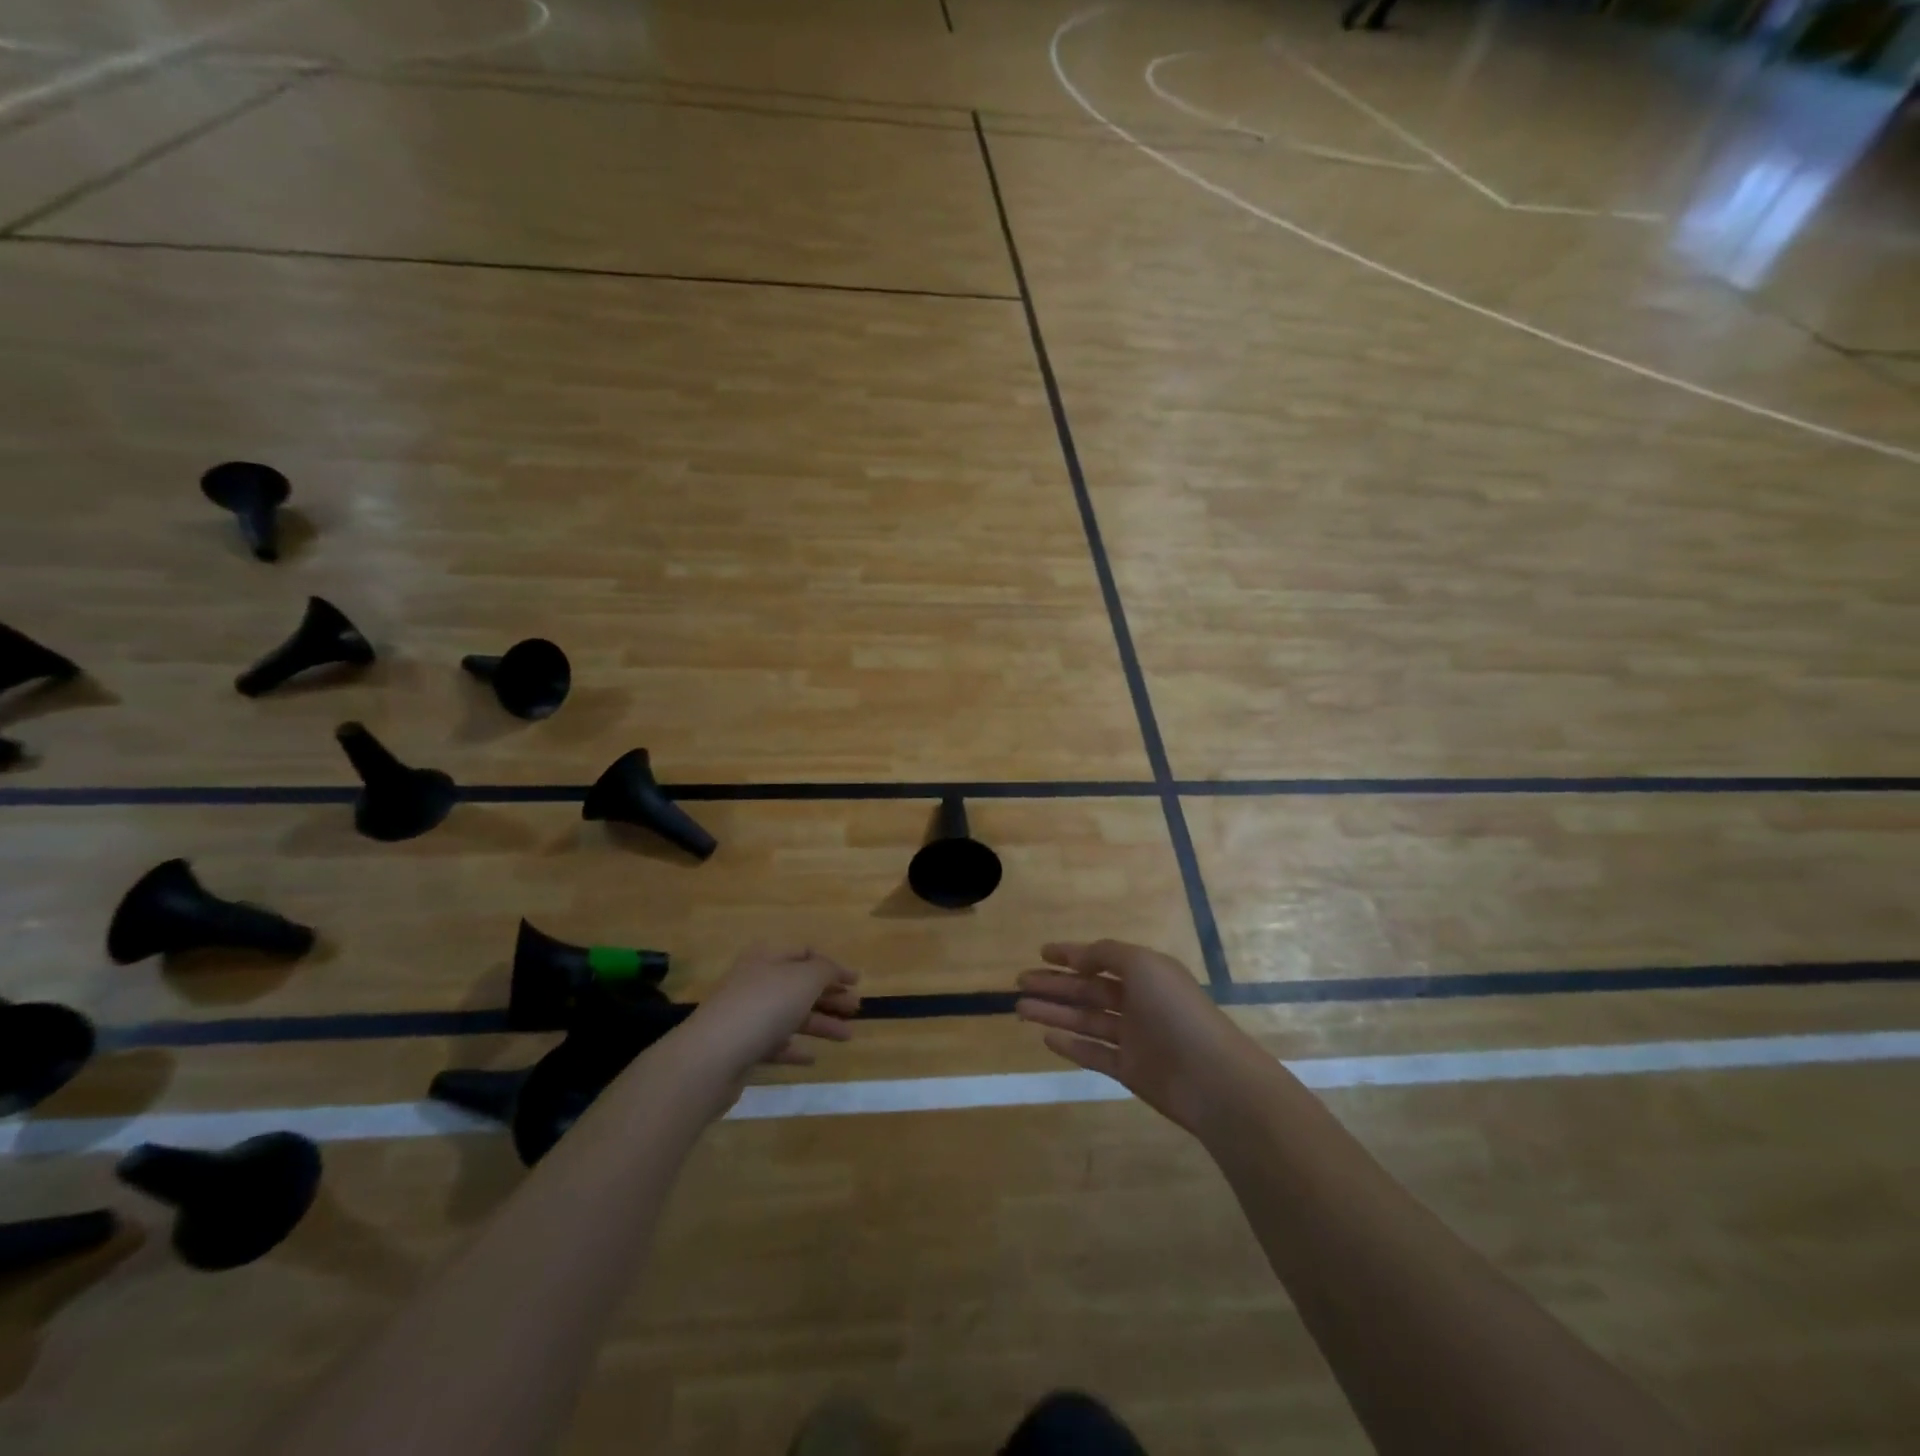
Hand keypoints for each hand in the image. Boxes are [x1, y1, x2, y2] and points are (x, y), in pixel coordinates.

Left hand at [680, 945, 859, 1083]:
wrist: (712, 1056)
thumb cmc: (764, 1006)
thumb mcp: (804, 979)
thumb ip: (825, 970)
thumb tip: (833, 971)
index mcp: (767, 958)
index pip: (805, 953)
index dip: (833, 966)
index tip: (857, 982)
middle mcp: (755, 982)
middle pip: (799, 985)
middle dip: (830, 996)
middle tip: (856, 1009)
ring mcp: (746, 1015)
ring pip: (790, 1015)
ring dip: (820, 1024)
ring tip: (848, 1037)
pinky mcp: (741, 1047)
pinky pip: (774, 1043)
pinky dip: (794, 1048)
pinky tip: (811, 1058)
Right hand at [1016, 940, 1263, 1134]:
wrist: (1212, 1078)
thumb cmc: (1176, 1011)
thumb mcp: (1143, 965)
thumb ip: (1108, 954)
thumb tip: (1081, 958)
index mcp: (1145, 973)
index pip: (1101, 958)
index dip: (1071, 954)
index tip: (1041, 952)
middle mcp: (1138, 1002)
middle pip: (1088, 989)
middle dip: (1055, 984)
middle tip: (1020, 982)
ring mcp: (1133, 1037)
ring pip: (1085, 1020)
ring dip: (1054, 1013)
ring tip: (1020, 1009)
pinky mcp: (1129, 1069)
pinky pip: (1094, 1053)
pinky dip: (1070, 1045)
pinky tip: (1045, 1038)